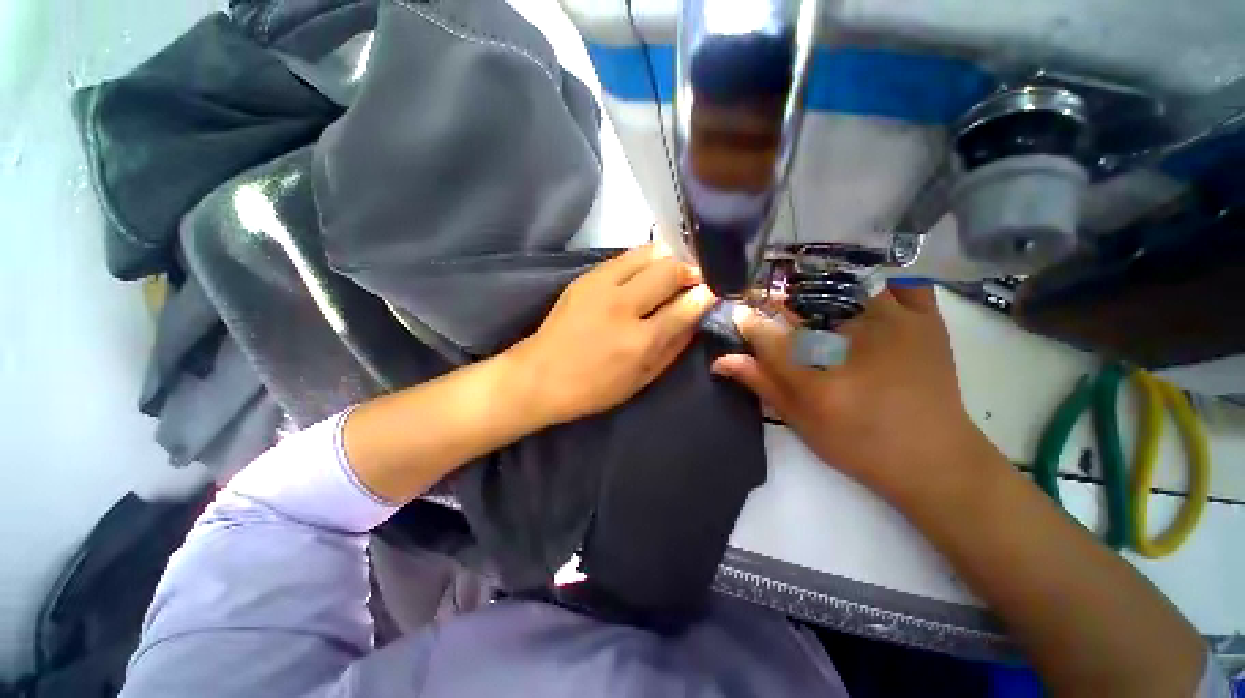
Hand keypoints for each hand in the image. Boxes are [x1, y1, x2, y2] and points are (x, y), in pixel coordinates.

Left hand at [507, 243, 715, 426]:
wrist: (539, 376)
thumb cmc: (593, 388)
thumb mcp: (641, 380)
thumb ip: (673, 349)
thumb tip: (695, 320)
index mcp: (639, 341)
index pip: (684, 307)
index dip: (706, 294)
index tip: (715, 289)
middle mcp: (622, 306)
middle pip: (669, 270)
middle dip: (690, 270)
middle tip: (696, 277)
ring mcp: (600, 286)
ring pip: (647, 254)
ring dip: (668, 258)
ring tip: (674, 270)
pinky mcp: (585, 277)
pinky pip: (624, 258)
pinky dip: (643, 260)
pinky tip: (646, 271)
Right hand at [711, 285, 991, 502]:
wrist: (932, 459)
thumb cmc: (858, 442)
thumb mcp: (800, 419)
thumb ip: (761, 383)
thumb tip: (720, 360)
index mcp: (819, 373)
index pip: (767, 335)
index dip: (748, 321)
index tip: (739, 314)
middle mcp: (852, 341)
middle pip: (802, 303)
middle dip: (780, 300)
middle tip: (772, 303)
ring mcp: (894, 323)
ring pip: (848, 282)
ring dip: (821, 282)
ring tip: (809, 292)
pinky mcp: (925, 321)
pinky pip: (902, 281)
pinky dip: (881, 276)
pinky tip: (864, 286)